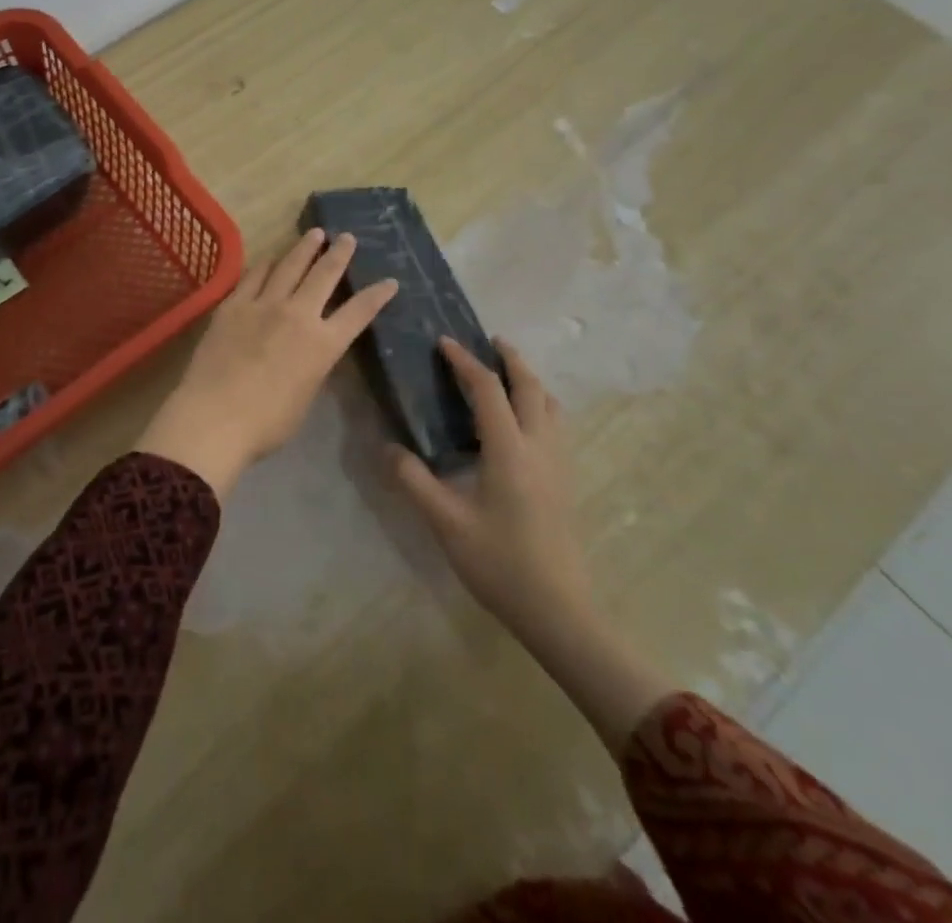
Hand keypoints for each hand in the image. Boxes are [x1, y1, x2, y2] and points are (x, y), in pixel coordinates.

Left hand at [137, 228, 396, 497]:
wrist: (215, 417)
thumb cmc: (266, 423)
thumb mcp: (305, 397)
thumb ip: (312, 367)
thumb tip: (310, 352)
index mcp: (323, 345)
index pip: (359, 312)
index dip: (377, 295)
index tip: (390, 280)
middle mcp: (298, 315)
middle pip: (324, 275)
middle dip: (339, 254)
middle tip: (347, 237)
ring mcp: (263, 305)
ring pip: (290, 266)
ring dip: (305, 248)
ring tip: (314, 233)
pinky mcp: (233, 305)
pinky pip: (254, 276)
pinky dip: (267, 263)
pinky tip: (271, 257)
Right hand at [392, 337, 593, 635]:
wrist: (558, 609)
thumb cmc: (500, 563)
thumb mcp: (447, 523)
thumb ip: (414, 481)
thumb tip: (386, 447)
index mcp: (509, 449)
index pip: (488, 389)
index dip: (465, 361)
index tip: (444, 342)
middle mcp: (539, 445)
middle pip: (530, 386)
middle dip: (510, 358)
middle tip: (488, 341)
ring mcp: (558, 463)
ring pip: (550, 404)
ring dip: (529, 380)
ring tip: (506, 374)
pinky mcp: (565, 480)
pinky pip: (555, 424)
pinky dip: (539, 404)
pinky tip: (522, 422)